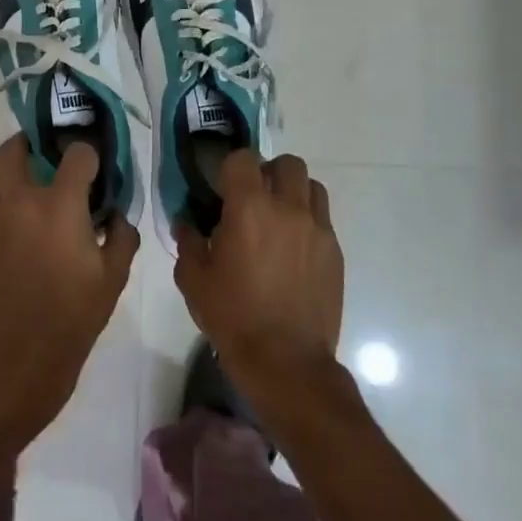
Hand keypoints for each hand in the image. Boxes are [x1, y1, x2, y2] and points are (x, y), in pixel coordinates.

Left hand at [0, 135, 138, 464]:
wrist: (13, 366)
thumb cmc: (72, 321)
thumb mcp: (113, 280)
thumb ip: (122, 237)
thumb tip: (116, 216)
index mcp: (59, 205)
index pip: (76, 154)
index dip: (90, 155)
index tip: (99, 168)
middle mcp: (20, 202)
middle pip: (12, 149)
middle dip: (31, 142)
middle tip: (50, 155)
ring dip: (15, 175)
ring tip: (39, 193)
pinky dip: (7, 205)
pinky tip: (28, 231)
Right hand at [173, 151, 343, 412]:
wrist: (286, 361)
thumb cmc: (233, 317)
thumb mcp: (193, 280)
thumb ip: (188, 242)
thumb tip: (186, 222)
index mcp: (249, 209)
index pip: (243, 159)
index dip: (230, 168)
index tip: (222, 188)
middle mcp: (288, 209)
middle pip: (287, 164)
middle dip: (268, 172)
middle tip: (253, 199)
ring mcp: (317, 229)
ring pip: (312, 186)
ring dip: (293, 192)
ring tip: (278, 218)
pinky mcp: (335, 252)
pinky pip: (323, 219)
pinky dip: (307, 221)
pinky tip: (292, 250)